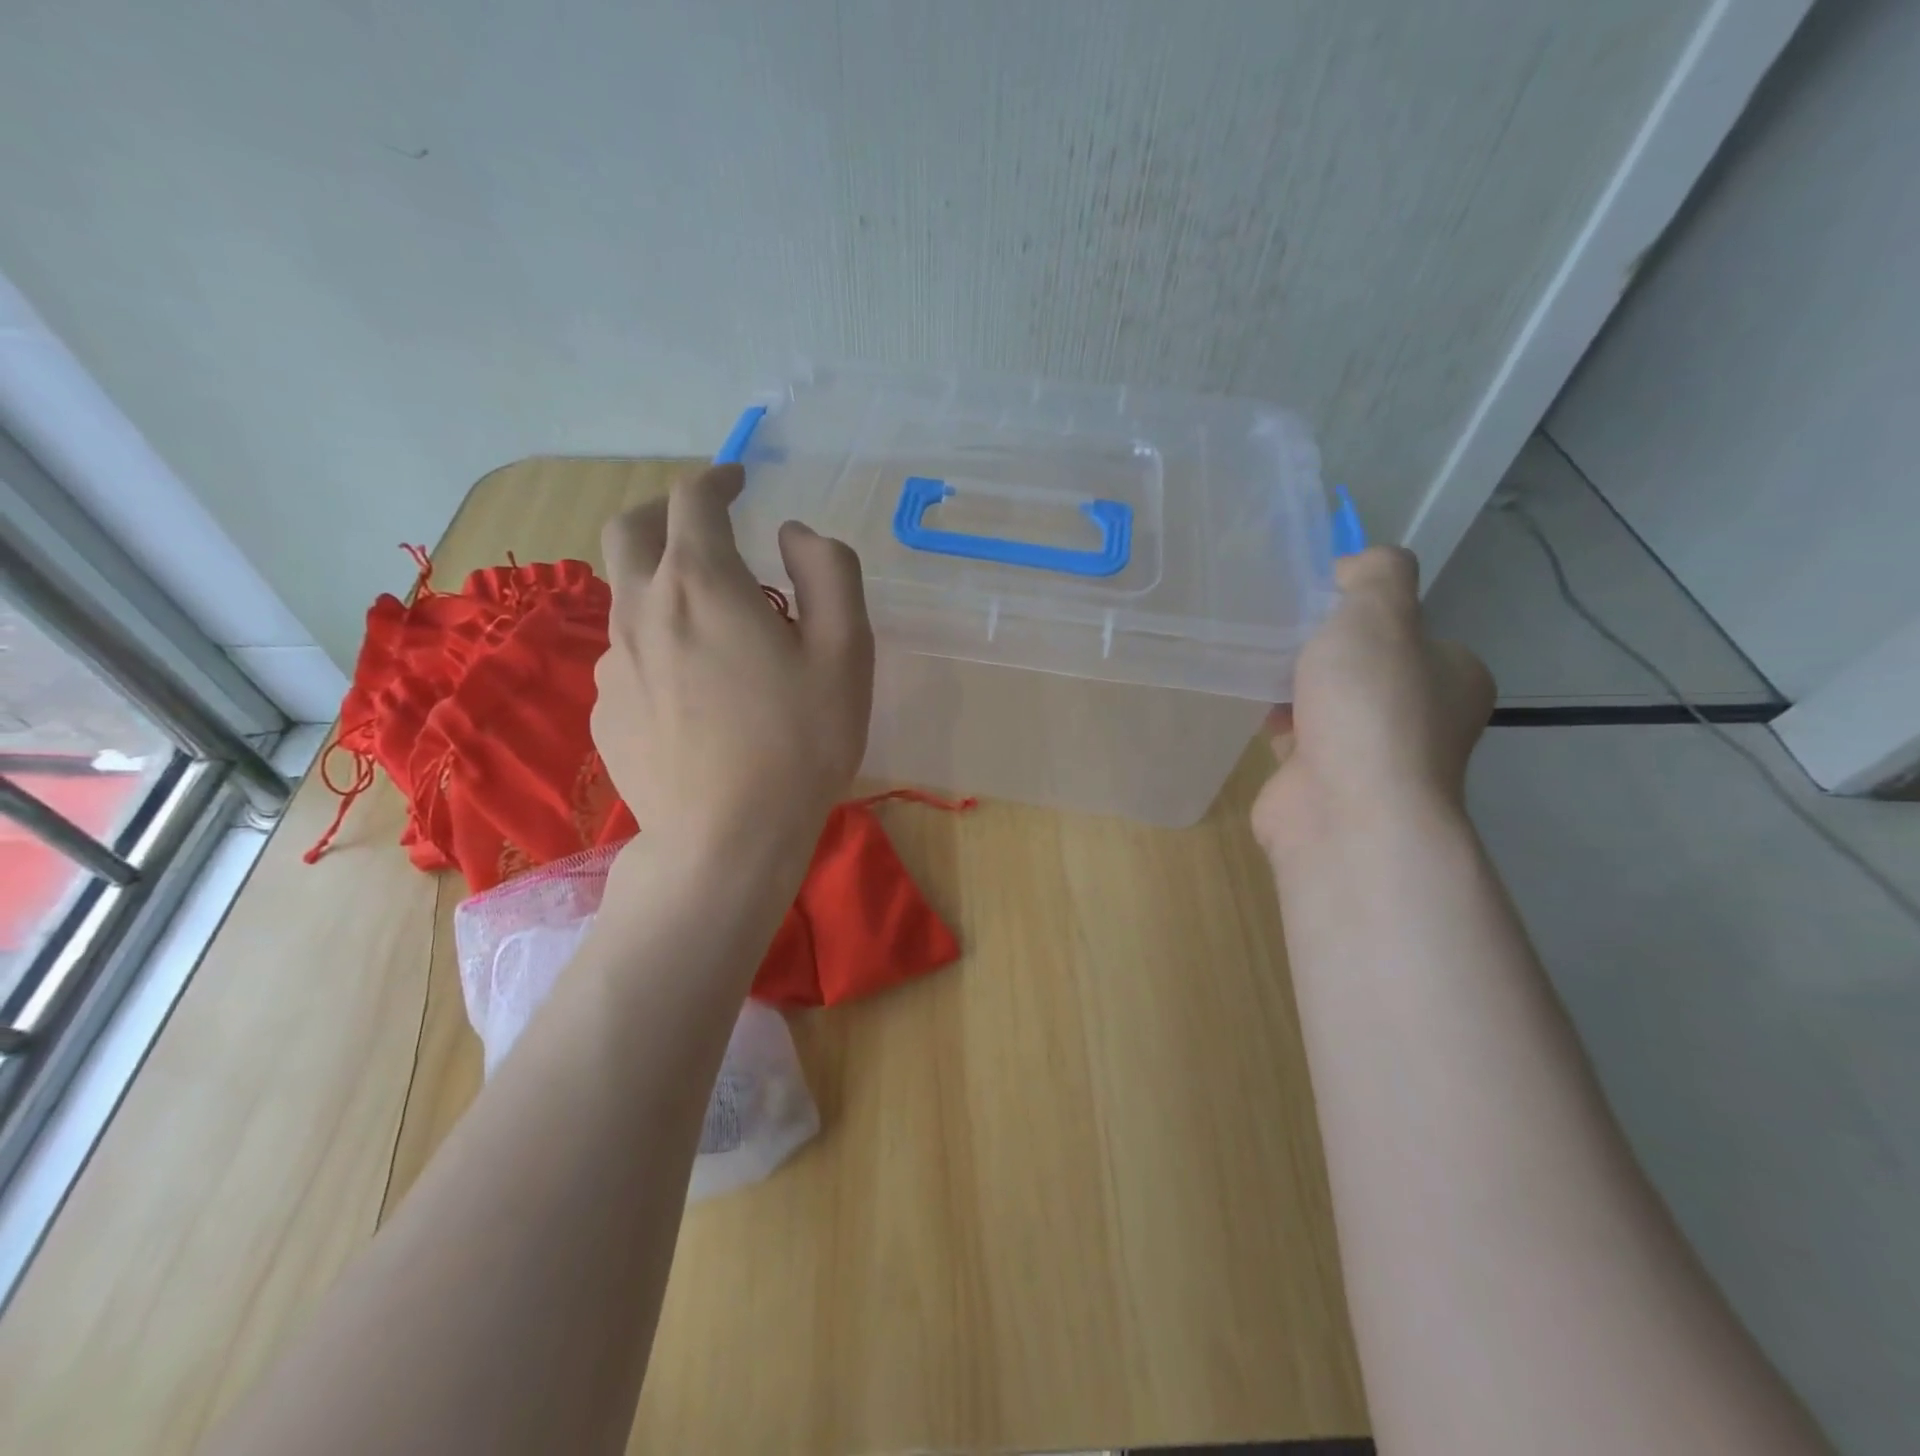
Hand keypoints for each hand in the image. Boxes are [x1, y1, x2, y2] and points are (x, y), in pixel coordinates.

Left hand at [591, 464, 874, 871]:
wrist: (726, 840)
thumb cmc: (799, 743)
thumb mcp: (845, 652)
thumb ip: (829, 573)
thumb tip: (793, 534)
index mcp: (701, 584)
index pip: (694, 499)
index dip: (718, 478)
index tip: (739, 480)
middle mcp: (643, 610)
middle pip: (630, 530)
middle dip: (665, 511)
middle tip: (704, 526)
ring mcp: (614, 664)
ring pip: (627, 597)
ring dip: (663, 585)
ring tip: (712, 624)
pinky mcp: (606, 711)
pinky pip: (628, 656)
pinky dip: (657, 646)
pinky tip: (693, 692)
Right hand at [1252, 546, 1493, 859]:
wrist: (1344, 811)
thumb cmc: (1371, 707)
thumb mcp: (1380, 615)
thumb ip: (1377, 575)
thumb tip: (1356, 568)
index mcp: (1451, 675)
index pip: (1408, 628)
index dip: (1362, 606)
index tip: (1316, 596)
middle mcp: (1419, 716)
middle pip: (1363, 664)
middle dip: (1321, 645)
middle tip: (1277, 622)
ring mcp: (1368, 753)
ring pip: (1326, 700)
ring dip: (1293, 680)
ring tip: (1252, 650)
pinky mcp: (1319, 778)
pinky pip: (1294, 732)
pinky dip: (1272, 715)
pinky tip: (1243, 693)